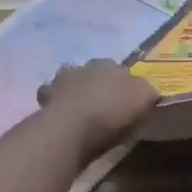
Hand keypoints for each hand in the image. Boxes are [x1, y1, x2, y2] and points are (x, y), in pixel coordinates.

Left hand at [37, 60, 159, 162]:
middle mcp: (84, 67)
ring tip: (80, 112)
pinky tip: (62, 119)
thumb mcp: (144, 99)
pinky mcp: (44, 100)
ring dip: (73, 92)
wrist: (71, 127)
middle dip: (96, 85)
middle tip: (103, 106)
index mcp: (110, 64)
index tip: (126, 101)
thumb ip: (147, 91)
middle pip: (92, 74)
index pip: (119, 69)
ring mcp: (60, 81)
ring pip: (68, 82)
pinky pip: (51, 100)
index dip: (123, 84)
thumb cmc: (111, 112)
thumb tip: (147, 90)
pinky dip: (55, 106)